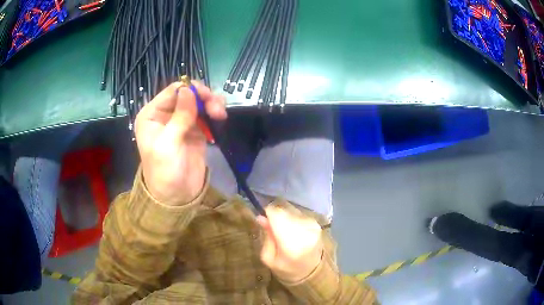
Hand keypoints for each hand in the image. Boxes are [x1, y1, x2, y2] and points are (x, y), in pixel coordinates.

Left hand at [135, 82, 226, 204]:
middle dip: (203, 97)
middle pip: (187, 94)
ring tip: (220, 115)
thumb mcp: (168, 143)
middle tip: (217, 109)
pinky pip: (205, 114)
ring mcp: (181, 121)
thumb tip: (188, 89)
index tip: (206, 97)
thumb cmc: (164, 171)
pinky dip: (213, 112)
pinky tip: (220, 117)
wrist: (177, 196)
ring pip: (198, 102)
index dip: (190, 89)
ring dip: (211, 104)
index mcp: (152, 114)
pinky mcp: (195, 129)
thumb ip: (179, 116)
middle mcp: (165, 114)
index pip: (172, 91)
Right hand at [257, 205, 323, 282]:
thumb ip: (266, 237)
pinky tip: (293, 231)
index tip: (263, 218)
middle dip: (276, 217)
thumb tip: (261, 217)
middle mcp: (305, 232)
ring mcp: (313, 227)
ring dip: (285, 218)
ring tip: (284, 232)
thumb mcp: (269, 258)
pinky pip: (300, 215)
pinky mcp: (317, 225)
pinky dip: (293, 220)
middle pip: (284, 213)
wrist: (311, 272)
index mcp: (291, 245)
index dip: (268, 213)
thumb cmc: (286, 268)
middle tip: (272, 229)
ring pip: (291, 212)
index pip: (277, 216)